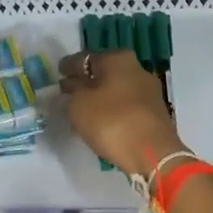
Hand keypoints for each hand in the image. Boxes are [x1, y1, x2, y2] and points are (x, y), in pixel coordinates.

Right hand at [57, 49, 184, 177]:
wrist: (153, 153)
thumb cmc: (111, 121)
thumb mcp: (79, 105)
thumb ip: (71, 91)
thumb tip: (71, 84)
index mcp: (118, 59)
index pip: (85, 58)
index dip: (69, 67)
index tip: (58, 75)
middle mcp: (137, 68)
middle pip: (103, 72)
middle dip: (86, 81)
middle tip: (68, 93)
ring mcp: (149, 90)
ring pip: (115, 89)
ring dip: (99, 97)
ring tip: (82, 110)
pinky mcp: (154, 112)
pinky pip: (126, 105)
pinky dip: (112, 109)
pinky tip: (101, 120)